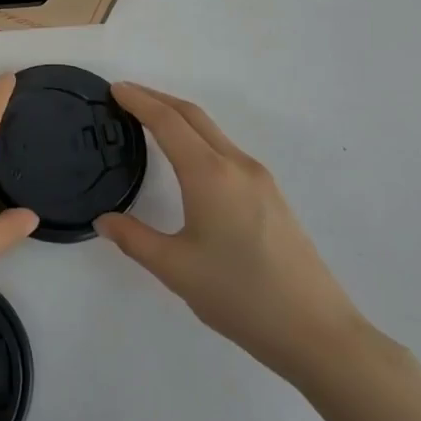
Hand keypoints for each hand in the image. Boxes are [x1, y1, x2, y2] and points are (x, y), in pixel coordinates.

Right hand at [96, 82, 370, 387]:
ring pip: (212, 132)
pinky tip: (188, 158)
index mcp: (209, 174)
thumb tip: (104, 220)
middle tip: (126, 95)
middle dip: (157, 99)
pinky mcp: (271, 196)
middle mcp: (236, 164)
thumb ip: (134, 239)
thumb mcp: (175, 269)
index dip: (139, 101)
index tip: (115, 89)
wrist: (316, 332)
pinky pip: (226, 149)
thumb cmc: (240, 296)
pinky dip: (198, 137)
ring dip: (179, 117)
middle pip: (192, 116)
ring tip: (150, 120)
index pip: (167, 122)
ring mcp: (259, 179)